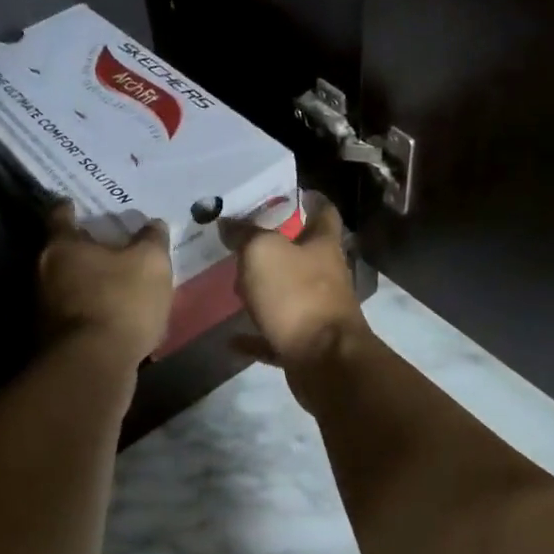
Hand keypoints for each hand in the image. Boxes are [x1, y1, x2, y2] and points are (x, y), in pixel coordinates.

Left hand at [38, 202, 173, 368]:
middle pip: (61, 251)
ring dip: (86, 281)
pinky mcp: (52, 339)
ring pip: (66, 284)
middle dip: (82, 247)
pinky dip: (89, 309)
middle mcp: (43, 272)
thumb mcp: (150, 264)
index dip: (70, 208)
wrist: (94, 366)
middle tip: (106, 243)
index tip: (77, 205)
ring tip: (113, 281)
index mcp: (61, 246)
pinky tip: (112, 314)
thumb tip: (154, 224)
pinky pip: (73, 313)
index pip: (60, 216)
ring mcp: (43, 308)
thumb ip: (152, 240)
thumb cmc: (120, 301)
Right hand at [222, 193, 368, 372]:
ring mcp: (317, 313)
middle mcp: (325, 276)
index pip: (323, 213)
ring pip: (288, 295)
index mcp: (322, 246)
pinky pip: (275, 336)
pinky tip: (232, 338)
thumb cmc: (297, 296)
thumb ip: (245, 234)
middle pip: (303, 255)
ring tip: (233, 285)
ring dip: (264, 292)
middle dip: (277, 248)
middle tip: (242, 241)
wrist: (324, 361)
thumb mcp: (263, 252)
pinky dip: (256, 336)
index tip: (289, 193)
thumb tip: (228, 222)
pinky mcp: (306, 345)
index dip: (310, 200)